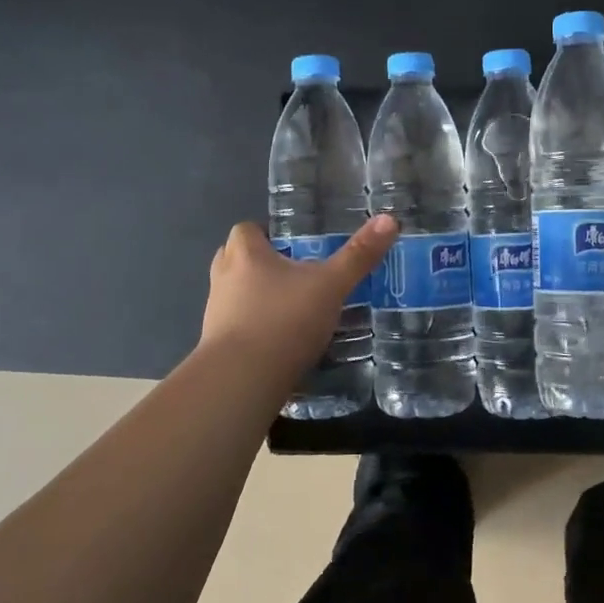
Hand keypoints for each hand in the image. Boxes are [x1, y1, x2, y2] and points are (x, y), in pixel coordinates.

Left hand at [199, 217, 398, 380]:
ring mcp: (214, 315)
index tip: (290, 245)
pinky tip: (278, 343)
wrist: (241, 382)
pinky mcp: (215, 349)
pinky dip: (251, 330)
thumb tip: (389, 220)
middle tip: (291, 273)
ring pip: (233, 295)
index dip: (265, 234)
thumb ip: (358, 255)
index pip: (246, 229)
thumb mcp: (331, 285)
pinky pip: (234, 329)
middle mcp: (224, 278)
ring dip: (253, 298)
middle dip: (257, 264)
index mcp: (246, 253)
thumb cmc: (284, 320)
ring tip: (288, 309)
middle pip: (234, 259)